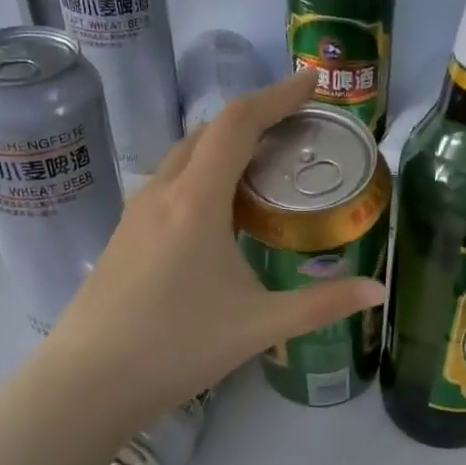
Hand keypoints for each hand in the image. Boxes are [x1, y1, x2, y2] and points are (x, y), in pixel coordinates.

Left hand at [41, 69, 385, 438]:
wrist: (87, 382)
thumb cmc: (177, 347)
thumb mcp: (259, 325)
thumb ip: (323, 304)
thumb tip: (378, 291)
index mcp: (196, 201)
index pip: (238, 124)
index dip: (277, 95)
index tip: (311, 82)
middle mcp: (162, 193)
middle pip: (209, 132)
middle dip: (255, 117)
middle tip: (297, 126)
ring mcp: (136, 213)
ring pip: (185, 157)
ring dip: (226, 146)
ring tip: (265, 162)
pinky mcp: (125, 235)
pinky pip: (171, 183)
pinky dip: (204, 174)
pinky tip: (221, 209)